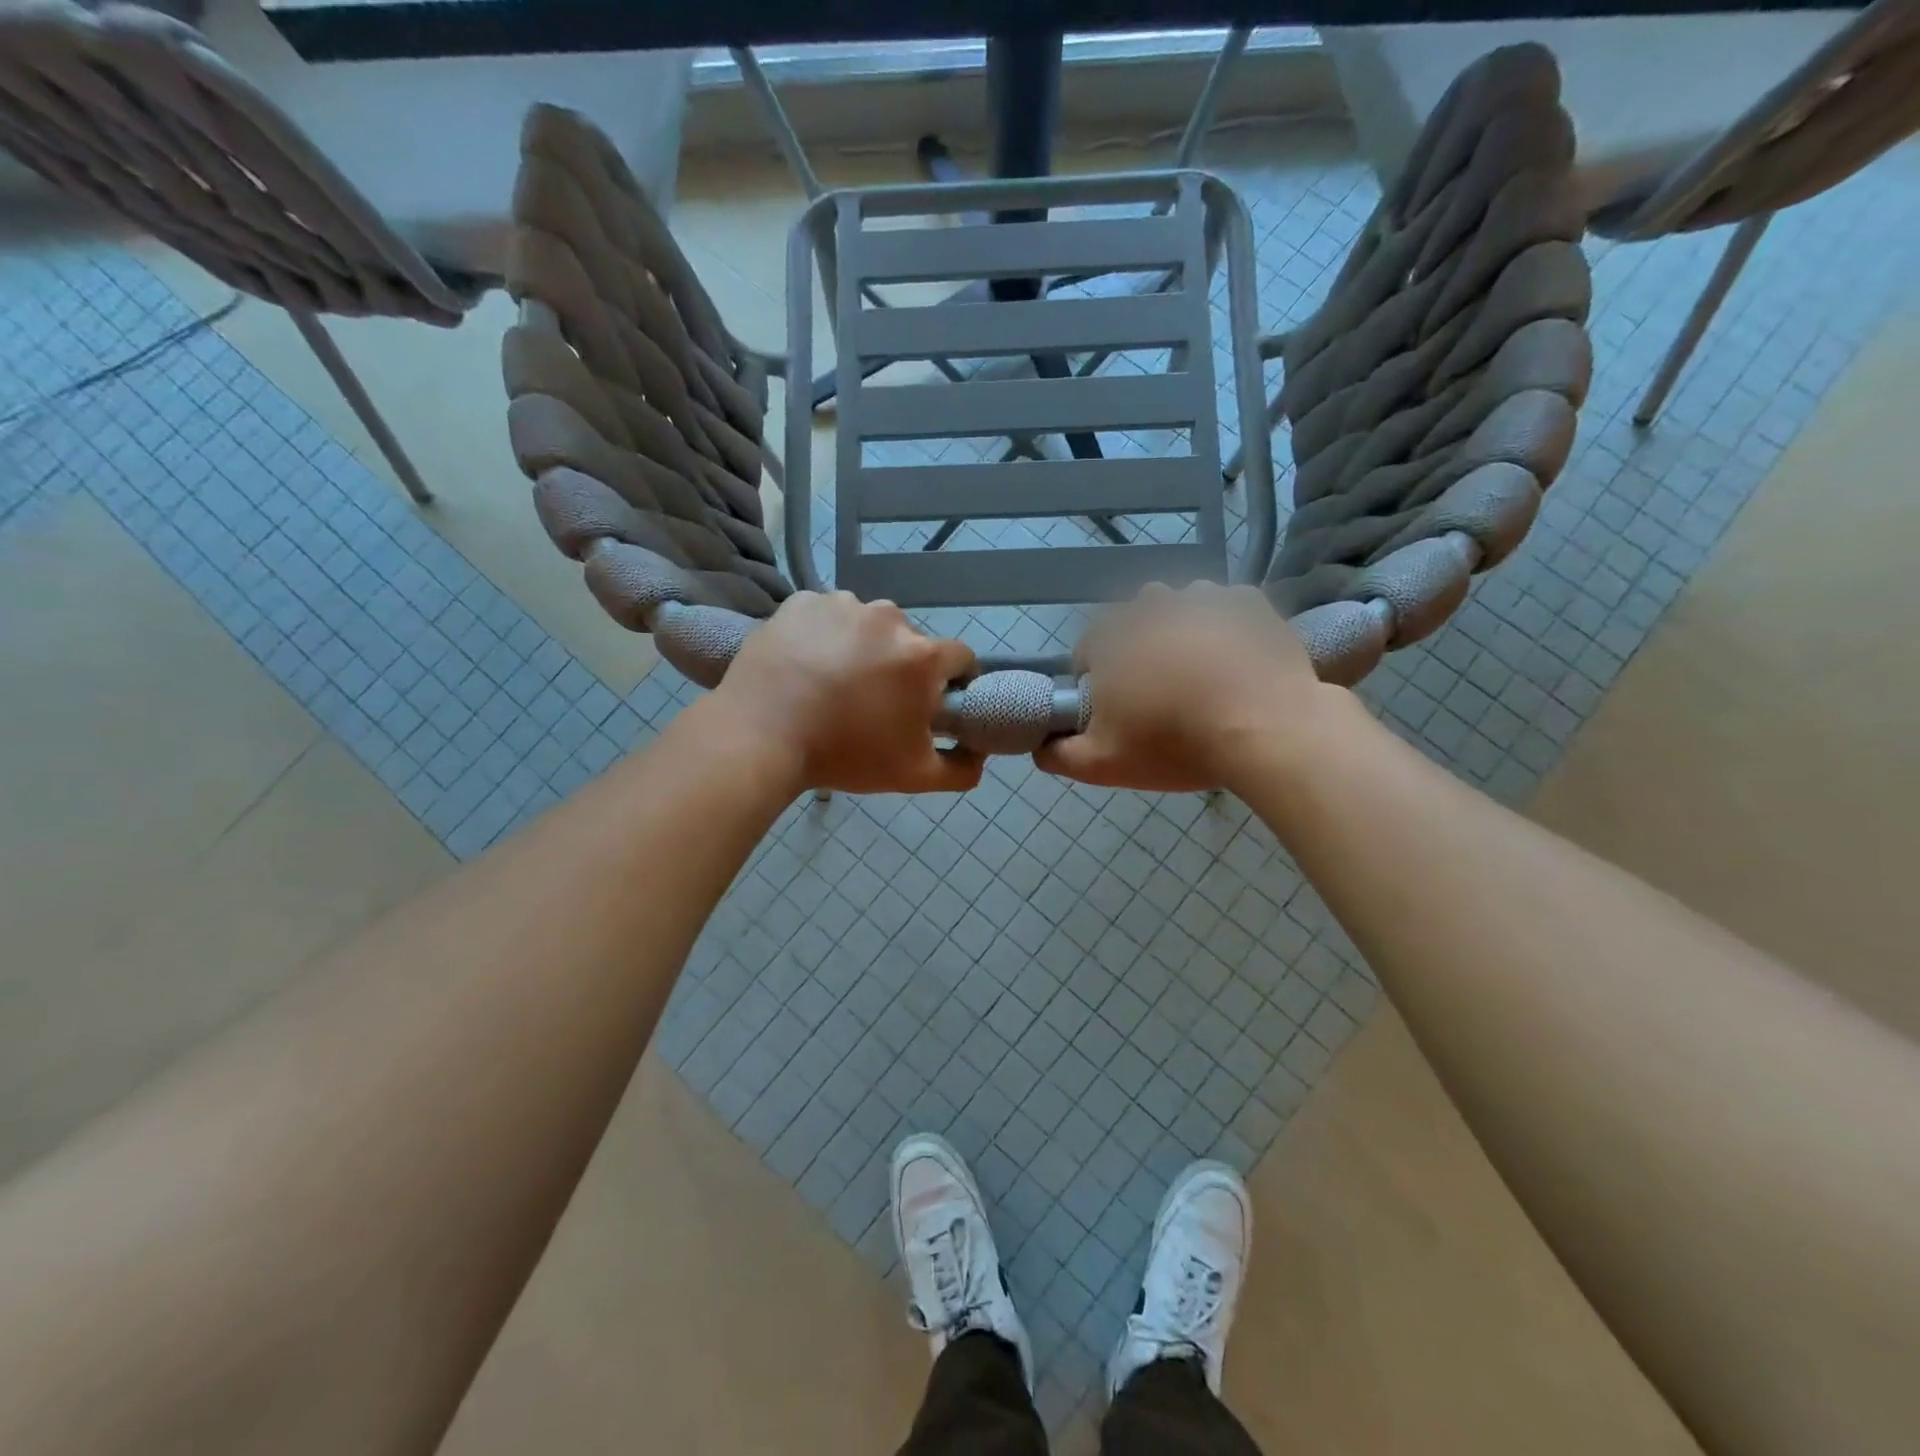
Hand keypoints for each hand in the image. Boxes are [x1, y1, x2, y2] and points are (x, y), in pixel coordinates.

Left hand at [715, 591, 982, 794]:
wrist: (759, 737)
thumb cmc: (844, 755)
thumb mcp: (913, 776)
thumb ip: (961, 769)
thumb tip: (980, 755)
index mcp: (922, 655)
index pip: (960, 658)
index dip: (952, 682)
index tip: (932, 703)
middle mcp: (889, 616)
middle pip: (910, 641)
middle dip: (901, 666)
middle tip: (872, 701)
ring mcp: (842, 603)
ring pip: (867, 625)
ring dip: (861, 647)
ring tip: (832, 683)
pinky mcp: (802, 601)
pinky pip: (826, 616)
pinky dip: (823, 635)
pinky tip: (805, 665)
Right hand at [1035, 583, 1326, 791]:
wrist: (1266, 730)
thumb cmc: (1175, 743)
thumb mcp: (1103, 764)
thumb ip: (1058, 754)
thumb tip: (1039, 745)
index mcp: (1111, 636)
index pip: (1088, 649)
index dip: (1098, 679)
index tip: (1119, 708)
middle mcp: (1152, 603)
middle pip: (1134, 623)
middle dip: (1140, 650)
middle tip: (1162, 693)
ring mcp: (1204, 597)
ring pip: (1181, 609)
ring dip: (1182, 633)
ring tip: (1203, 675)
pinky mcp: (1249, 602)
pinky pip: (1226, 609)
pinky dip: (1225, 628)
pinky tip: (1235, 661)